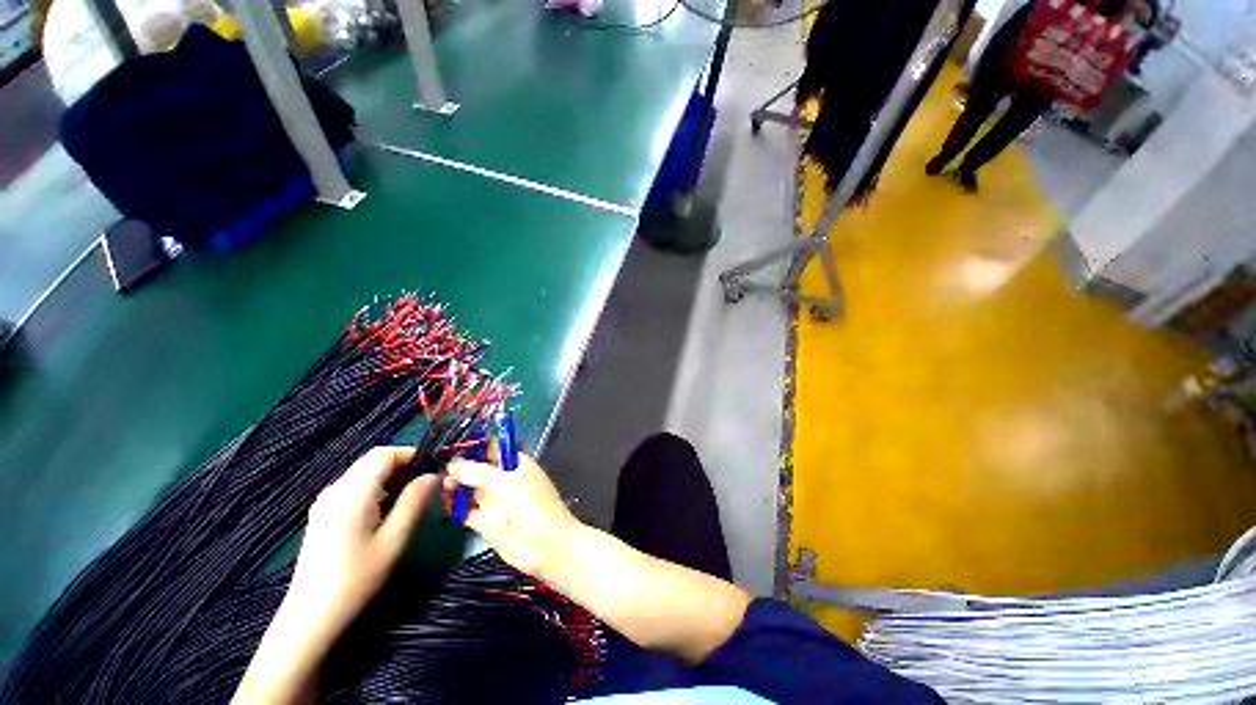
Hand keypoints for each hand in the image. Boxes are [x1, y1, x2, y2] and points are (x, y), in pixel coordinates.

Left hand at [235, 447, 434, 703]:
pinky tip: (386, 512)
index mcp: (352, 493)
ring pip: (364, 474)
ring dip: (391, 478)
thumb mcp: (394, 540)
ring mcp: (325, 503)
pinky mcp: (323, 515)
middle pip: (373, 462)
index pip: (383, 454)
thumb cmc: (356, 578)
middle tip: (427, 484)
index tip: (434, 466)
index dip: (411, 454)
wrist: (310, 616)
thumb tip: (431, 475)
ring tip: (411, 499)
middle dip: (403, 466)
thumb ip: (414, 502)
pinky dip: (377, 489)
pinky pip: (355, 488)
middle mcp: (335, 490)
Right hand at [445, 453, 576, 580]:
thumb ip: (476, 471)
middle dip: (460, 469)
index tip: (450, 449)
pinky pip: (466, 512)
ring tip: (443, 489)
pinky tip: (442, 506)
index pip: (491, 448)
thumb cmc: (529, 504)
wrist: (544, 544)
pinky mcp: (487, 522)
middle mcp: (504, 479)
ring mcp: (495, 501)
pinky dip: (455, 508)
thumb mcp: (503, 481)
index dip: (473, 447)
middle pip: (477, 468)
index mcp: (514, 463)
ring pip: (470, 489)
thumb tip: (453, 462)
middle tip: (444, 474)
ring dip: (455, 487)